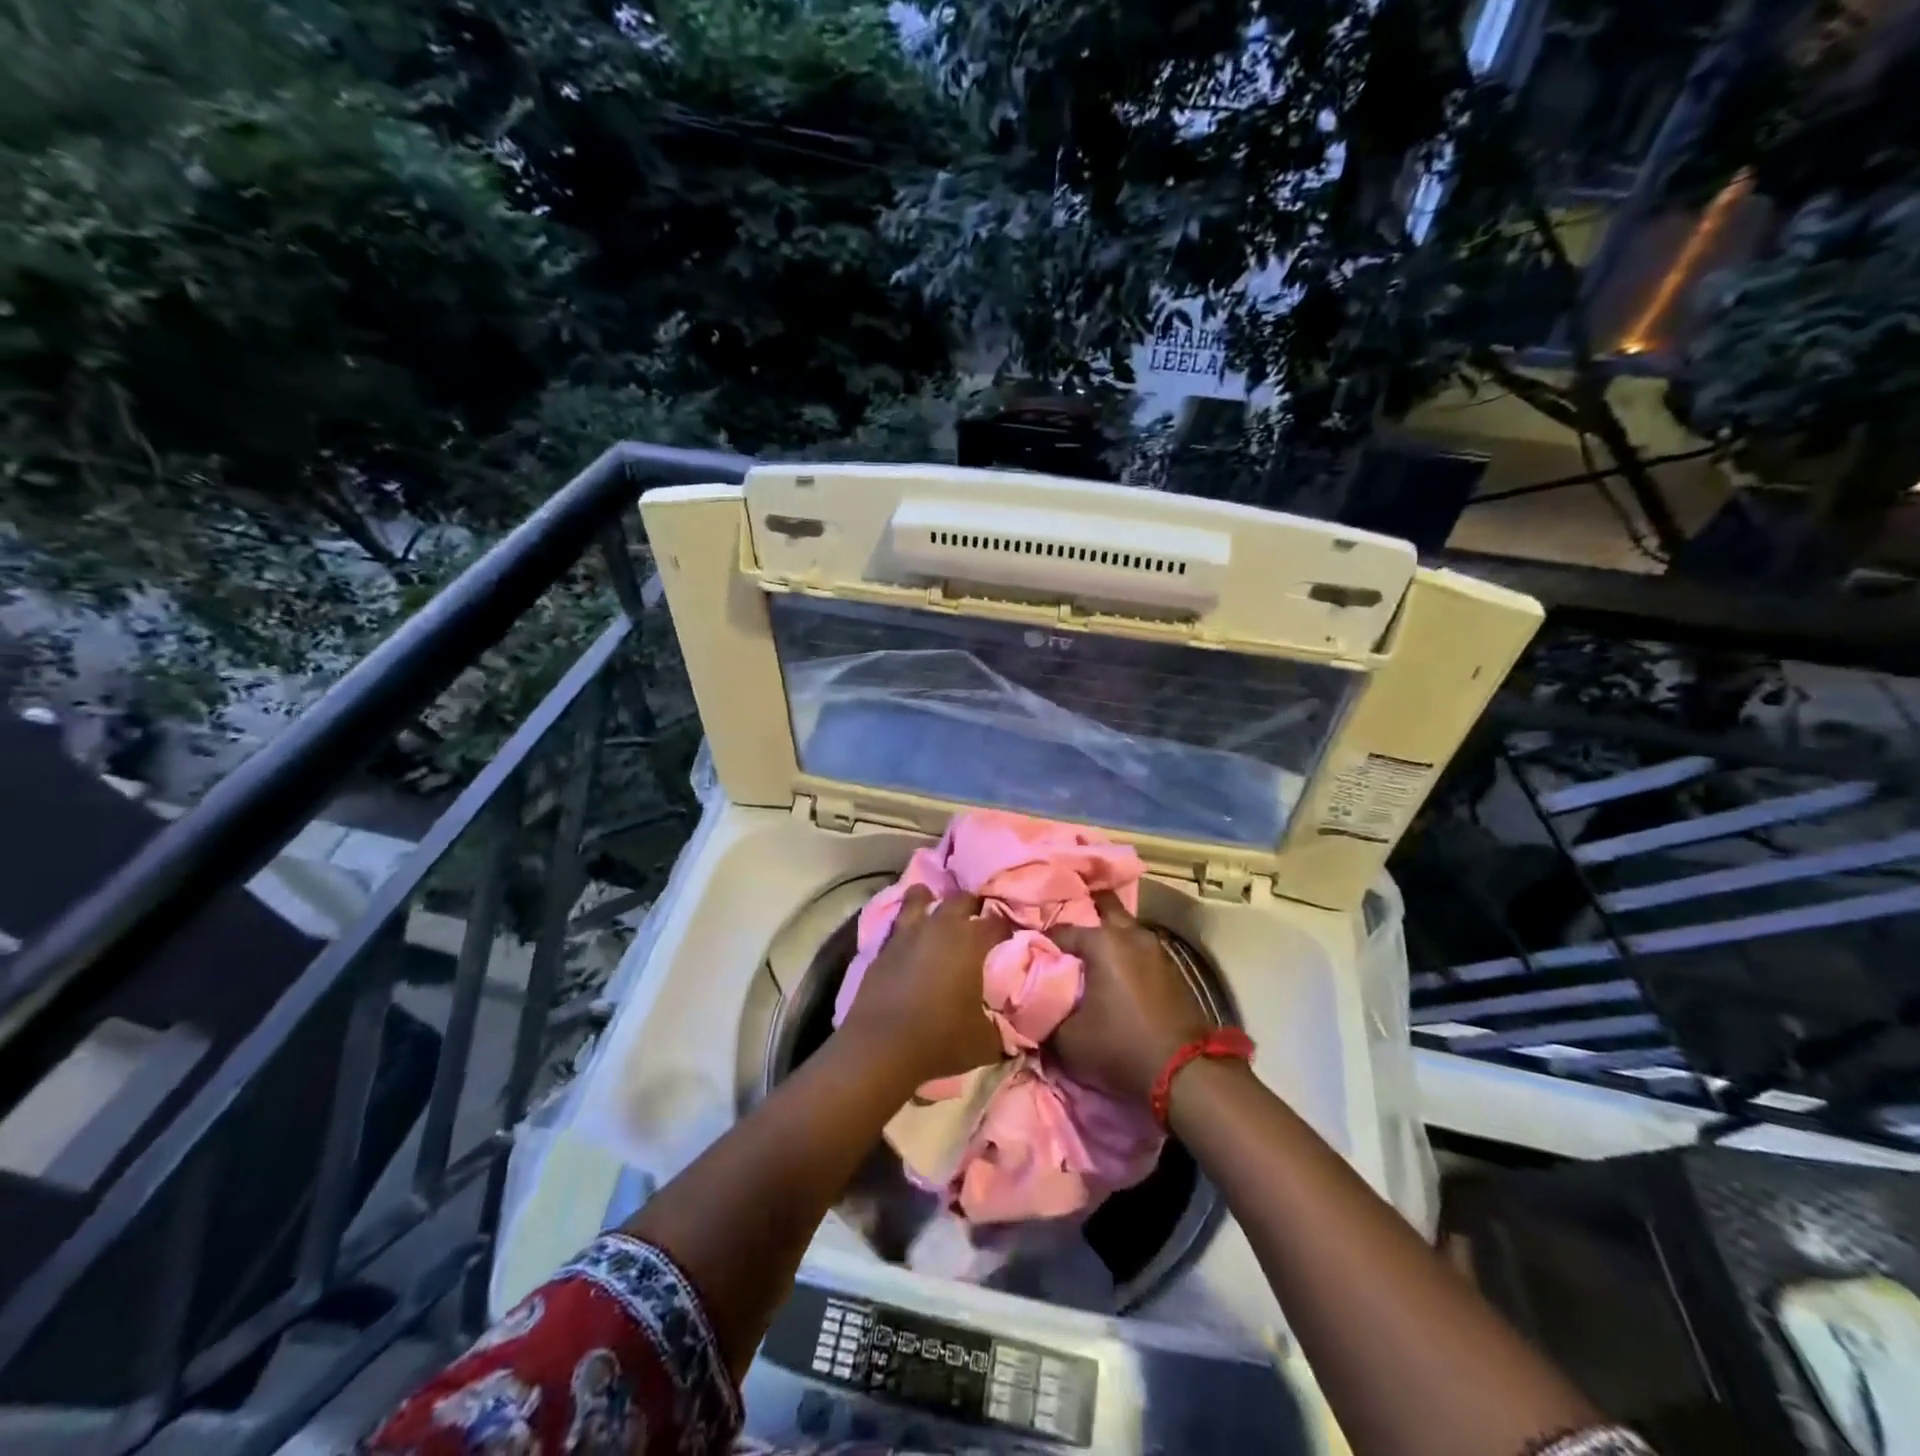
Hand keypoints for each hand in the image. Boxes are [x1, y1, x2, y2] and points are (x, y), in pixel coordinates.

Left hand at [837, 887, 1010, 1086]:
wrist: (880, 1048)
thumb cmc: (940, 1039)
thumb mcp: (985, 1042)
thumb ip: (998, 1026)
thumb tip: (1005, 1026)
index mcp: (971, 942)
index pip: (997, 922)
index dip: (1005, 929)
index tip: (1009, 939)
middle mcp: (940, 927)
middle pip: (960, 899)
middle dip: (971, 906)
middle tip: (975, 921)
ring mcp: (908, 933)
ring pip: (919, 897)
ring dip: (930, 900)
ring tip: (935, 912)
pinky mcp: (882, 948)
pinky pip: (898, 925)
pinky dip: (907, 927)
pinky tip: (910, 940)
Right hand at [1050, 893, 1213, 1104]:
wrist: (1185, 1072)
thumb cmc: (1120, 1047)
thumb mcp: (1067, 1040)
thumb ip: (1044, 1014)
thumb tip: (1032, 1004)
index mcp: (1102, 941)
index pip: (1059, 932)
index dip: (1041, 945)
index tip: (1030, 958)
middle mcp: (1130, 934)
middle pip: (1101, 911)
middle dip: (1081, 922)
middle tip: (1064, 945)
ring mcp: (1155, 948)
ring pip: (1123, 930)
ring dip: (1106, 939)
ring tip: (1087, 960)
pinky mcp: (1171, 966)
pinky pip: (1138, 949)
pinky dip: (1124, 955)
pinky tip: (1114, 973)